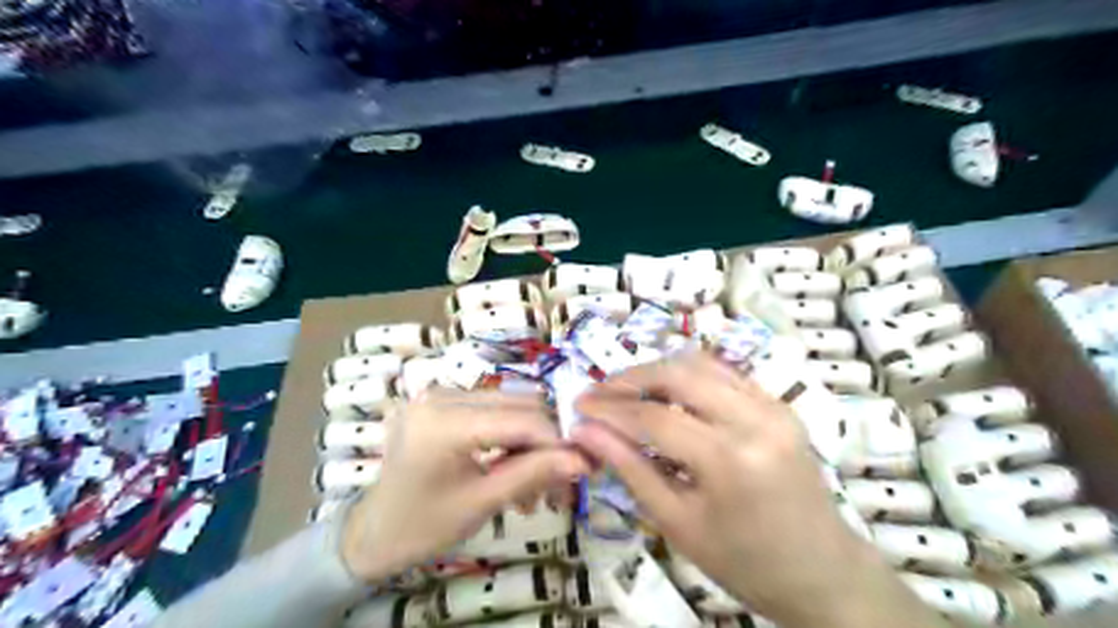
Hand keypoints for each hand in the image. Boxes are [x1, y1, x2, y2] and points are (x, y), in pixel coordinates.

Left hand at [341, 390, 588, 580]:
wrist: (374, 532)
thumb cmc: (422, 526)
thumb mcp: (482, 503)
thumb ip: (533, 474)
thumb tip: (582, 460)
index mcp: (442, 423)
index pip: (519, 419)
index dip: (557, 440)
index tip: (586, 463)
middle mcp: (440, 395)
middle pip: (518, 403)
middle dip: (547, 439)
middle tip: (564, 477)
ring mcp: (439, 394)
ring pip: (510, 404)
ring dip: (531, 439)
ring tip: (538, 483)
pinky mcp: (442, 400)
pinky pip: (491, 409)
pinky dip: (511, 435)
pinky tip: (515, 466)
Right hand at [571, 353, 936, 627]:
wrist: (823, 571)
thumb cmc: (744, 562)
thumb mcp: (678, 524)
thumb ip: (629, 470)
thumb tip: (586, 432)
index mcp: (730, 460)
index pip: (654, 417)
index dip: (610, 409)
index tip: (578, 406)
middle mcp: (755, 419)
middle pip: (678, 374)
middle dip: (630, 377)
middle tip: (600, 392)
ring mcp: (772, 405)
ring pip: (702, 364)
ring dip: (658, 370)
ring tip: (627, 389)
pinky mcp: (779, 404)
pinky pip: (724, 374)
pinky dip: (688, 374)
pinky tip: (667, 391)